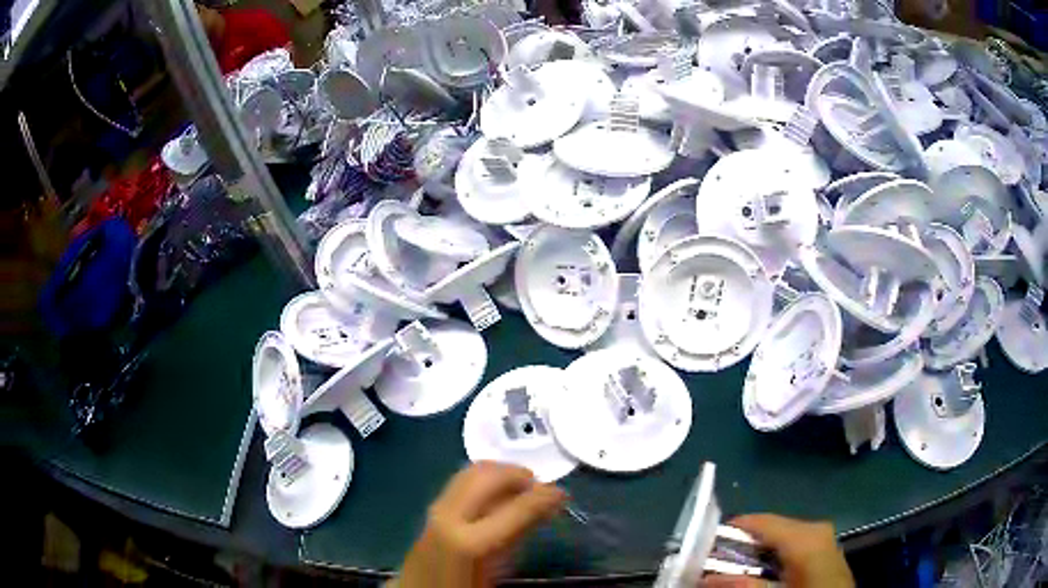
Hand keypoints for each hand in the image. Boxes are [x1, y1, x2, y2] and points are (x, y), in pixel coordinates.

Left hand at [398, 462, 566, 587]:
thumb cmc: (463, 586)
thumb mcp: (497, 570)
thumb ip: (517, 538)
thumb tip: (541, 511)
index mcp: (470, 541)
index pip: (516, 507)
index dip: (544, 496)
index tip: (563, 494)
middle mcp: (451, 515)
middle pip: (489, 475)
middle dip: (519, 475)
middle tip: (541, 489)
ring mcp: (438, 507)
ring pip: (473, 470)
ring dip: (502, 474)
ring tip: (522, 490)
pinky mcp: (433, 506)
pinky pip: (464, 480)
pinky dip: (487, 478)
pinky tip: (499, 496)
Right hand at [702, 514, 854, 587]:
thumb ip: (741, 584)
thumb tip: (703, 579)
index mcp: (804, 535)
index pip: (760, 522)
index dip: (730, 531)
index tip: (704, 545)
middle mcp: (814, 528)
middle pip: (769, 530)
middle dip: (741, 547)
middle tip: (716, 563)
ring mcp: (823, 536)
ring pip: (781, 537)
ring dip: (756, 553)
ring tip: (735, 569)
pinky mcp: (825, 548)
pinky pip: (793, 544)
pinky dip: (774, 555)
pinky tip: (763, 572)